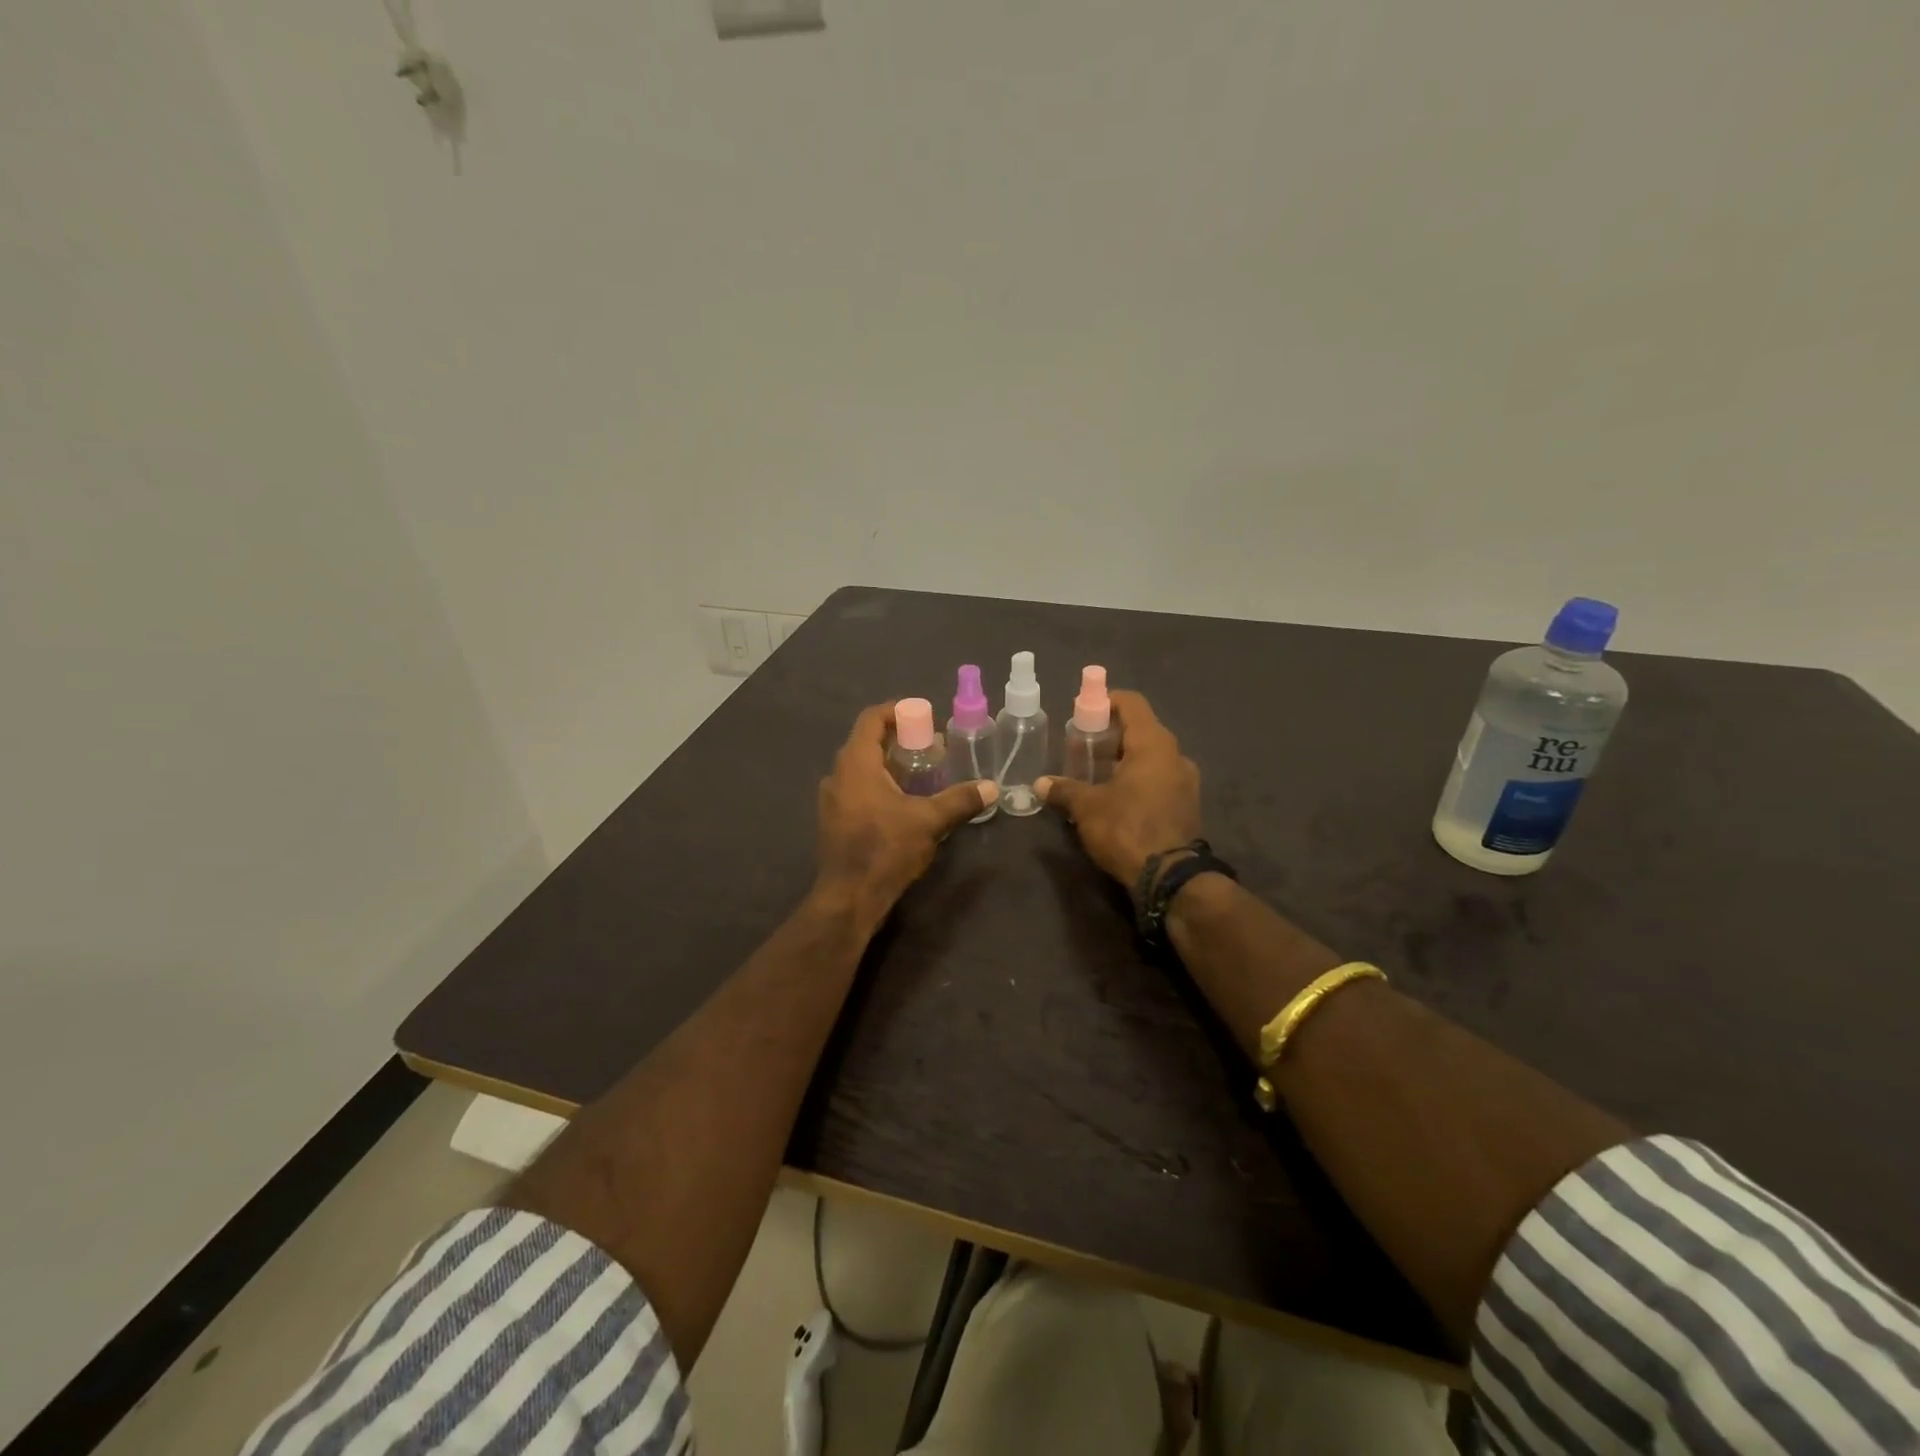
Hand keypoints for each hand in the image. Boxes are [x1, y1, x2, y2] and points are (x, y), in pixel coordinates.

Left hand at [812, 703, 996, 931]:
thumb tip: (991, 788)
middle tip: (931, 747)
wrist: (848, 898)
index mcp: (856, 764)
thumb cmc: (885, 850)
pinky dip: (880, 784)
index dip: (897, 711)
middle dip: (900, 740)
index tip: (924, 716)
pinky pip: (857, 789)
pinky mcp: (834, 821)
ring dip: (890, 764)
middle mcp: (838, 775)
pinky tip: (904, 803)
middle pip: (867, 742)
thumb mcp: (928, 822)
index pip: (871, 719)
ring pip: (861, 768)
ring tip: (922, 774)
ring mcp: (832, 800)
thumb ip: (959, 800)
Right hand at [1035, 690, 1201, 887]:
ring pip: (1151, 757)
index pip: (1132, 704)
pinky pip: (1159, 779)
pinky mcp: (1187, 805)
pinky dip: (1137, 779)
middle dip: (1110, 736)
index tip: (1084, 711)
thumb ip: (1064, 790)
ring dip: (1123, 760)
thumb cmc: (1126, 828)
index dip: (1106, 701)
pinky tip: (1116, 798)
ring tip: (1095, 775)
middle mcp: (1175, 755)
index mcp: (1153, 744)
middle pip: (1141, 730)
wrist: (1169, 877)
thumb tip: (1040, 784)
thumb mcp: (1087, 807)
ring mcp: (1186, 781)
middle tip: (1082, 748)